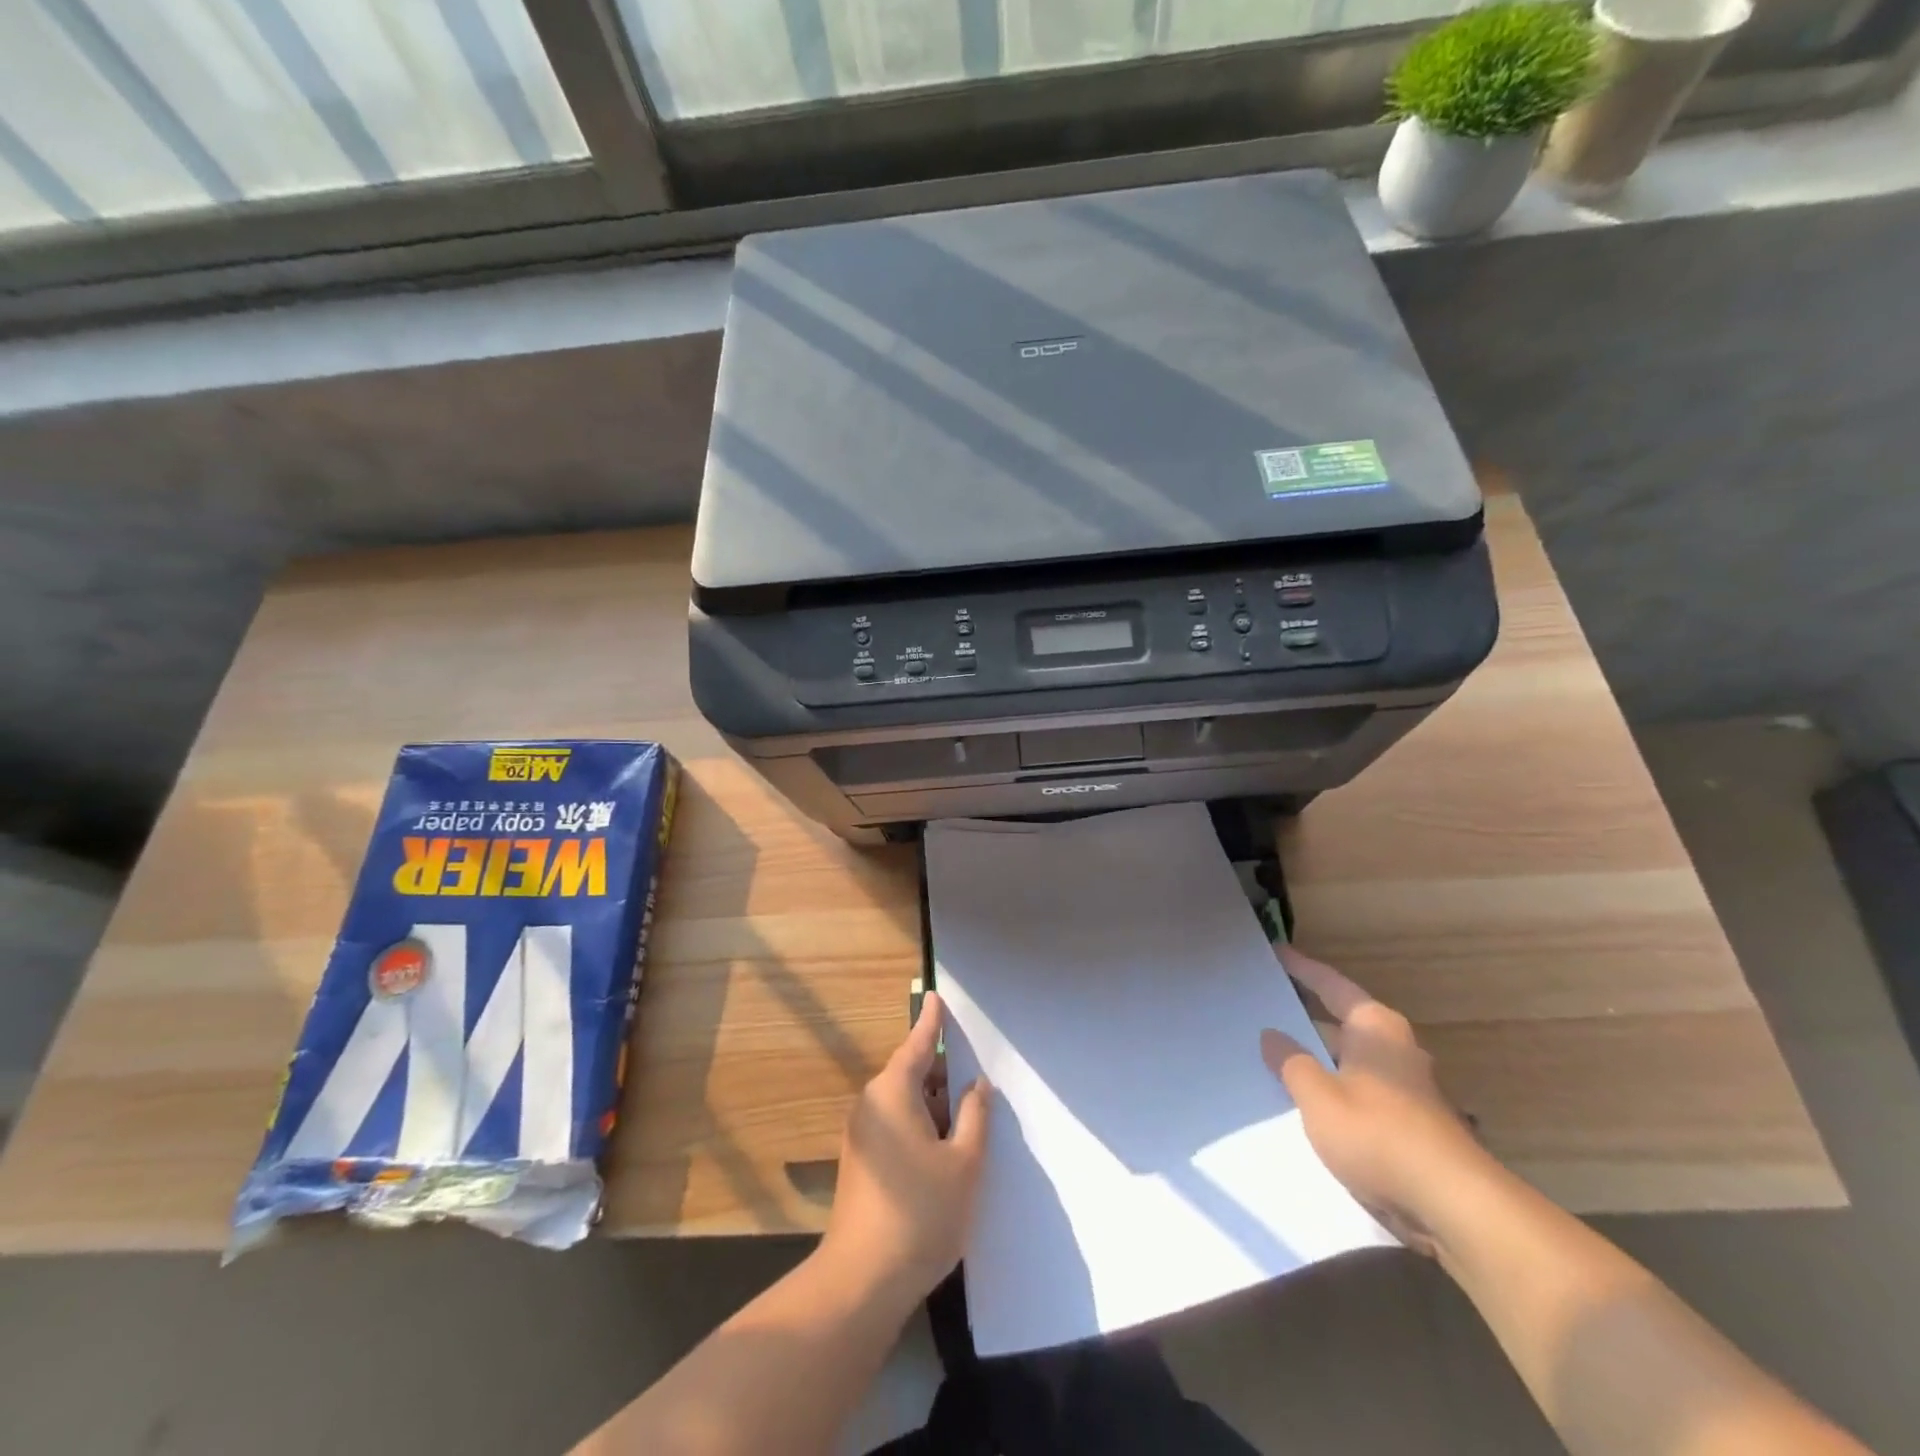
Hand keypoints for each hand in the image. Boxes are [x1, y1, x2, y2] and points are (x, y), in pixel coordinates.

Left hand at [820, 992, 991, 1301]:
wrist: (861, 1281)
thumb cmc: (920, 1213)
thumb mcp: (964, 1163)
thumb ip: (975, 1116)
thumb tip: (977, 1085)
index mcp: (892, 1092)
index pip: (917, 1044)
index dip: (932, 1021)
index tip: (937, 995)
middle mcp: (871, 1104)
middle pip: (911, 1073)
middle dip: (943, 1072)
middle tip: (976, 1070)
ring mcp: (862, 1135)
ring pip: (905, 1103)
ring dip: (935, 1104)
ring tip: (970, 1111)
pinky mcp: (862, 1162)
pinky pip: (896, 1125)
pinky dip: (922, 1125)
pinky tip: (947, 1146)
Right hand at [1260, 945, 1490, 1253]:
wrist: (1453, 1207)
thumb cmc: (1378, 1134)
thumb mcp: (1317, 1096)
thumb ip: (1290, 1062)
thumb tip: (1272, 1034)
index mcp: (1374, 1027)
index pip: (1330, 984)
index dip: (1301, 968)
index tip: (1276, 952)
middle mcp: (1394, 1047)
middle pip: (1340, 1021)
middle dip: (1304, 1016)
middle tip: (1264, 1006)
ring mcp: (1406, 1087)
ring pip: (1349, 1059)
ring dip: (1317, 1057)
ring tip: (1274, 1054)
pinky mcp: (1410, 1123)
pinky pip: (1359, 1090)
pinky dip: (1332, 1087)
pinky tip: (1305, 1102)